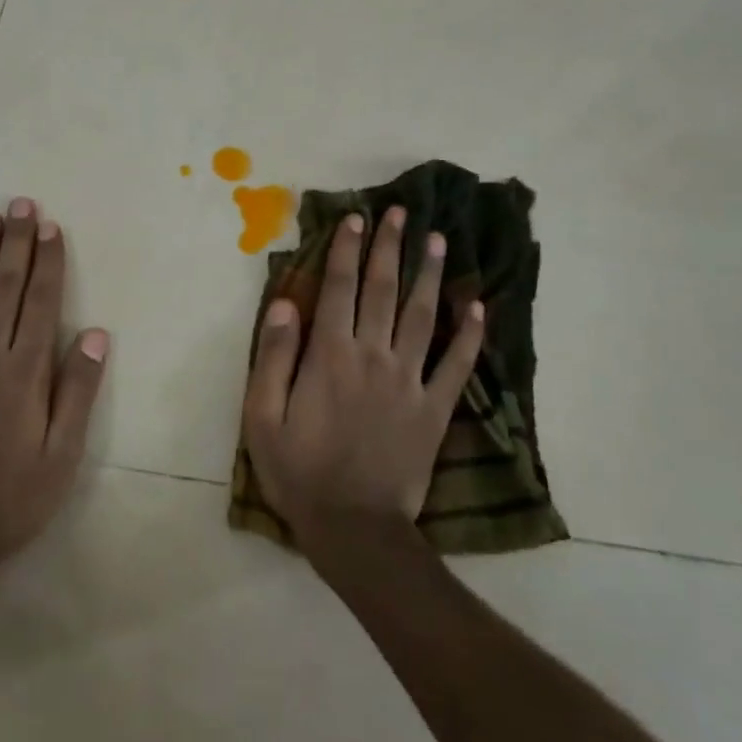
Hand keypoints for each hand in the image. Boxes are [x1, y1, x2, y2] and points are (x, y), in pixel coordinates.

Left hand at [0, 197, 108, 582]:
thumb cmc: (12, 498)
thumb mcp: (61, 454)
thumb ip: (76, 390)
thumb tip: (94, 333)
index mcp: (24, 373)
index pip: (40, 302)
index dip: (47, 261)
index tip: (50, 226)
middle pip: (3, 288)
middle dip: (15, 243)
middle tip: (20, 204)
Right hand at [243, 205, 483, 547]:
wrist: (353, 529)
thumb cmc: (299, 472)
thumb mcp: (263, 417)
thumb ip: (273, 357)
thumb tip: (286, 303)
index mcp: (330, 356)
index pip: (338, 289)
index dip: (346, 250)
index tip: (355, 218)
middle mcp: (373, 356)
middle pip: (383, 291)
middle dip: (390, 248)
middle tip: (400, 212)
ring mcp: (409, 381)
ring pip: (423, 316)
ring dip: (430, 275)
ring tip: (439, 240)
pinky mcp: (434, 409)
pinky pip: (457, 365)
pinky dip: (470, 336)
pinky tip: (479, 307)